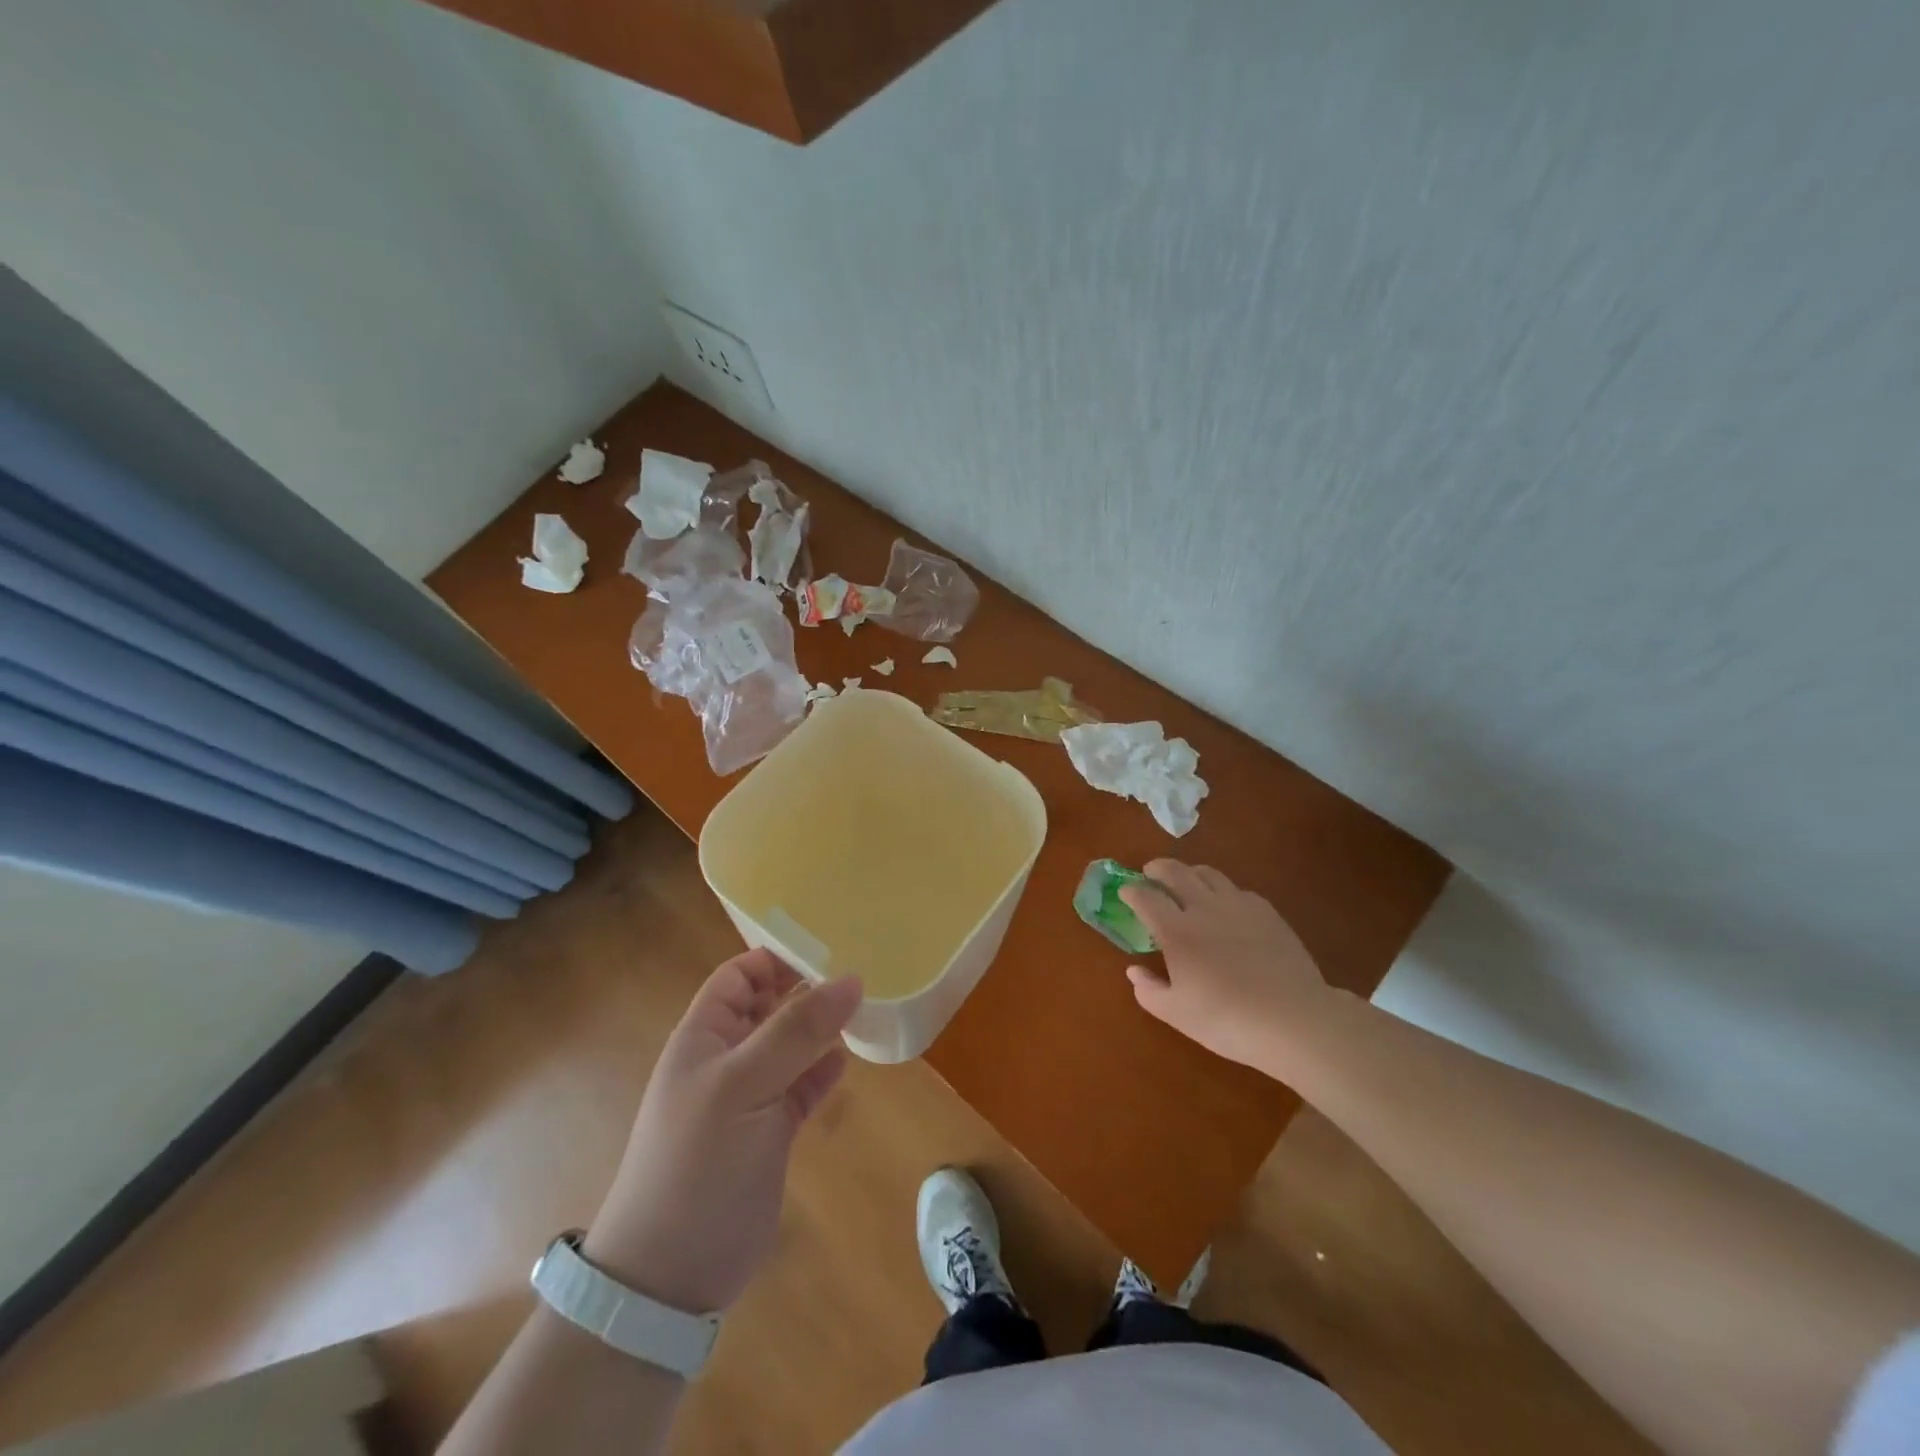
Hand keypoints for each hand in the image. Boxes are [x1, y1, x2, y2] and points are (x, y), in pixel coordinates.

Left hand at [585, 949, 861, 1315]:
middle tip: (859, 974)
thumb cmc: (698, 1163)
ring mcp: (749, 1097)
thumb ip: (797, 1030)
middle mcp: (726, 1058)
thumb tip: (851, 978)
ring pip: (790, 1045)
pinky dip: (823, 1071)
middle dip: (807, 989)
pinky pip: (802, 1086)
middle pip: (768, 1006)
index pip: (739, 976)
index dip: (777, 958)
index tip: (829, 947)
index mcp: (704, 1036)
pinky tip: (848, 1059)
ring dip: (821, 1029)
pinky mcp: (770, 1132)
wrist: (670, 1276)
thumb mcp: (744, 1086)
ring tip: (864, 1009)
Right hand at [1121, 860, 1331, 1073]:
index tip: (1125, 892)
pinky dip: (1222, 890)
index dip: (1131, 891)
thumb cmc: (1228, 1020)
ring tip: (1185, 882)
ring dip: (1189, 872)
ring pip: (1208, 873)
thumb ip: (1149, 991)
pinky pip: (1237, 889)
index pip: (1145, 897)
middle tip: (1150, 873)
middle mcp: (1204, 908)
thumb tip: (1134, 971)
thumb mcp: (1178, 1015)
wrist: (1295, 1019)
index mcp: (1177, 931)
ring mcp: (1238, 906)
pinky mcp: (1266, 912)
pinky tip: (1225, 906)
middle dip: (1157, 868)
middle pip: (1175, 872)